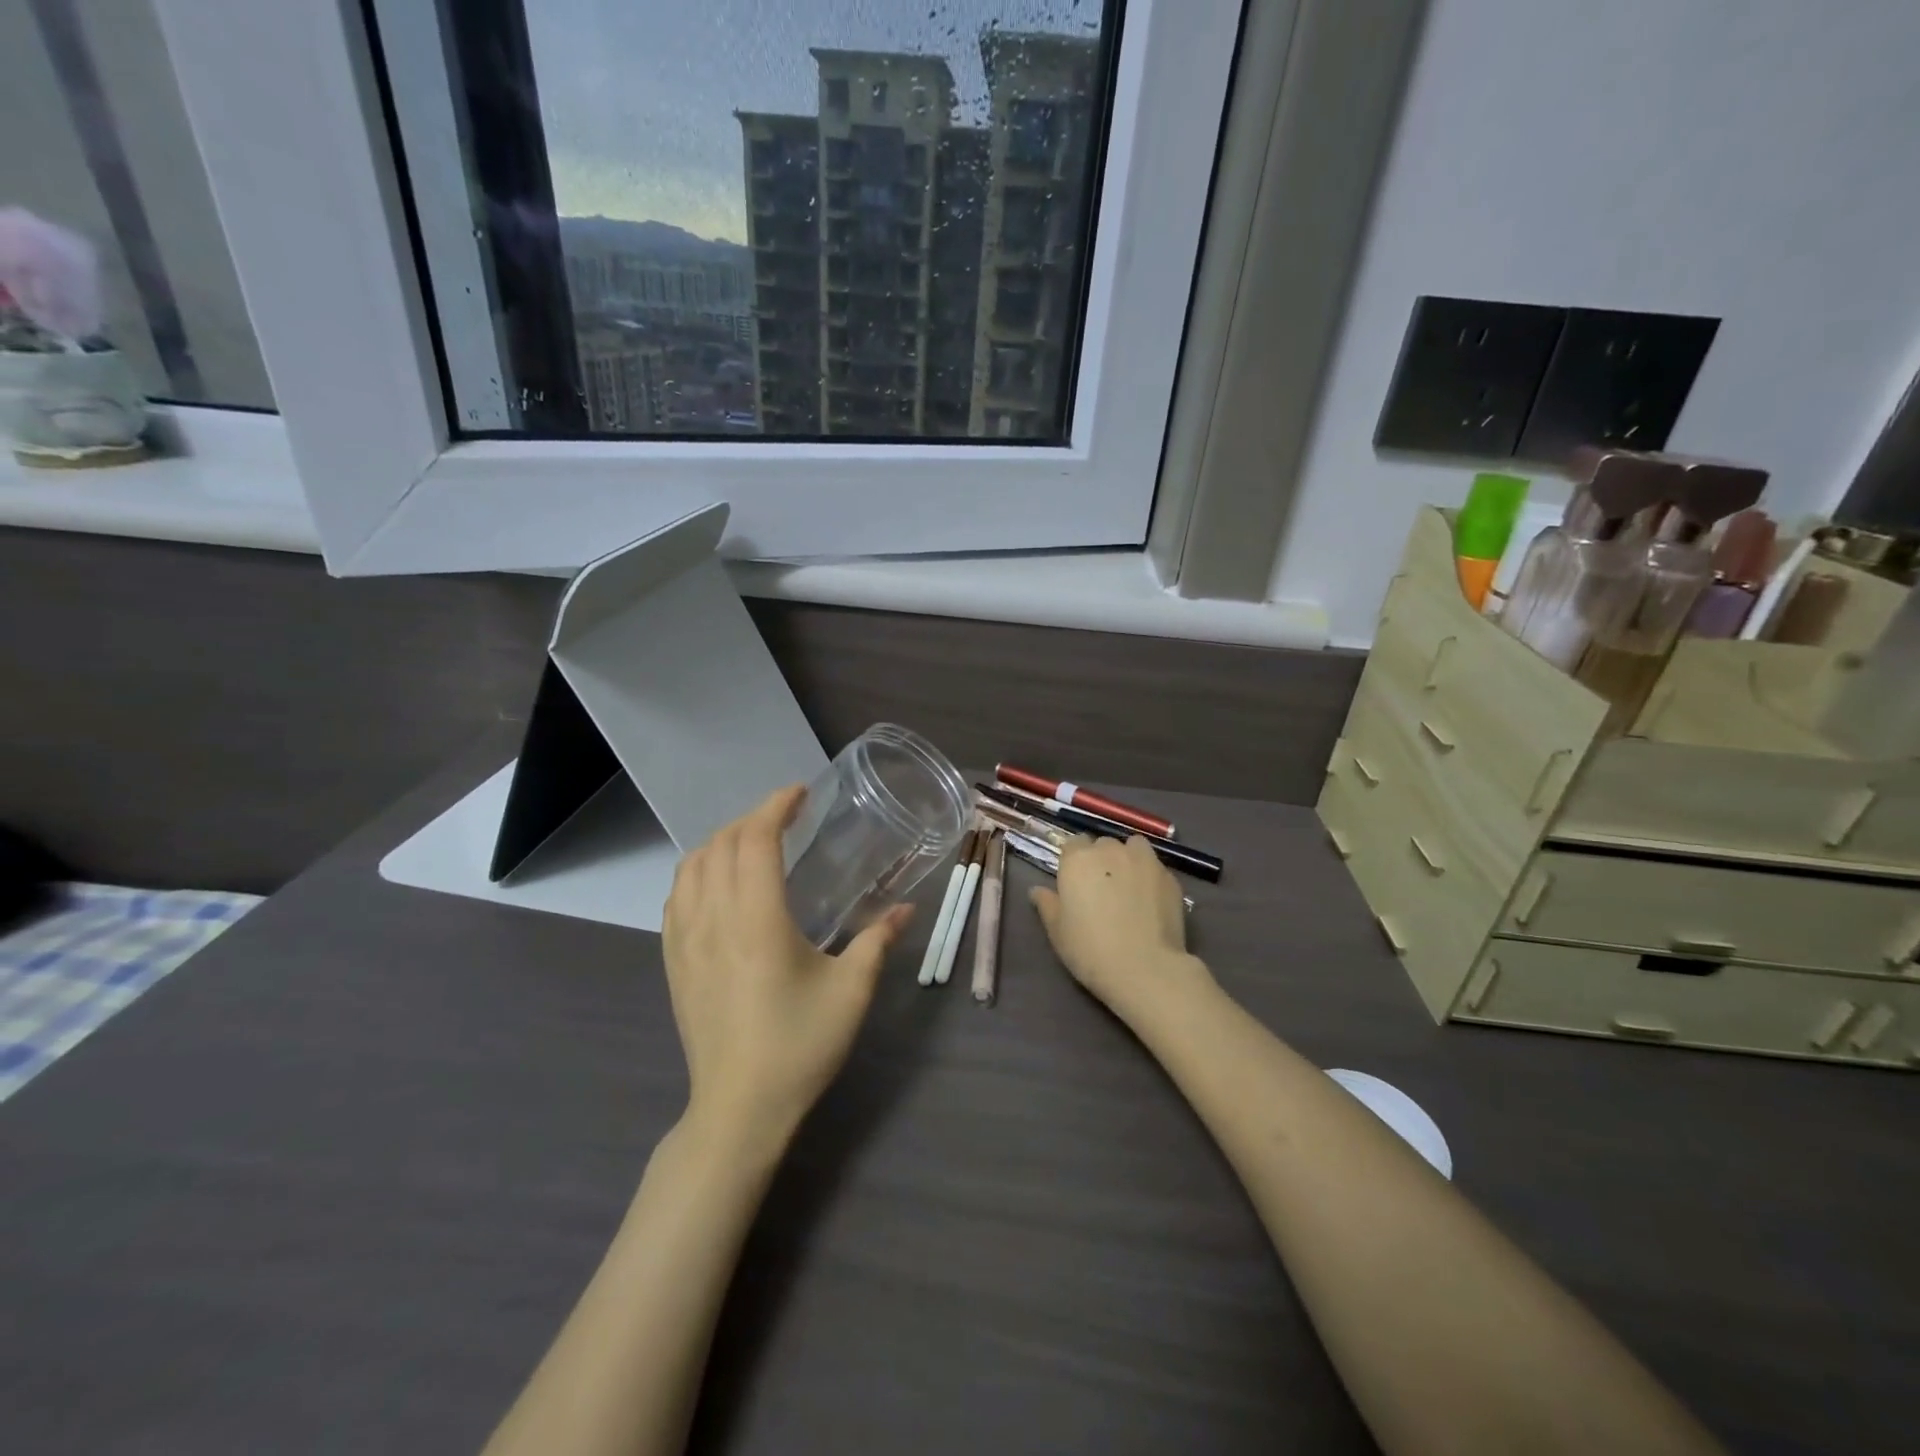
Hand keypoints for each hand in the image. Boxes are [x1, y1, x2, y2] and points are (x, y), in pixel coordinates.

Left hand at [663, 785, 911, 1149]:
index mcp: (757, 919)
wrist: (739, 1108)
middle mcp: (714, 919)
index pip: (756, 840)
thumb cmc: (799, 1045)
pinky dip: (697, 871)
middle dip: (752, 819)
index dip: (775, 807)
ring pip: (691, 867)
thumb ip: (878, 941)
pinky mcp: (673, 962)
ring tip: (752, 843)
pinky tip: (718, 884)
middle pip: (721, 845)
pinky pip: (676, 897)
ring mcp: (685, 940)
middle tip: (785, 817)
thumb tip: (907, 909)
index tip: (800, 793)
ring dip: (721, 841)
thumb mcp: (851, 991)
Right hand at [1031, 835, 1210, 1026]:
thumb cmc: (1090, 950)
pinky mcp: (1169, 876)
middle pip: (1103, 844)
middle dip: (1101, 859)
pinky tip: (1150, 901)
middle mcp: (1110, 850)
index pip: (1072, 844)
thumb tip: (1037, 890)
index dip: (1074, 861)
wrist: (1145, 968)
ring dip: (1128, 858)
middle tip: (1101, 889)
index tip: (1075, 883)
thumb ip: (1047, 904)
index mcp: (1078, 859)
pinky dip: (1150, 876)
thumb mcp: (1057, 931)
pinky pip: (1155, 867)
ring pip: (1133, 847)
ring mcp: (1144, 860)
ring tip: (1129, 885)